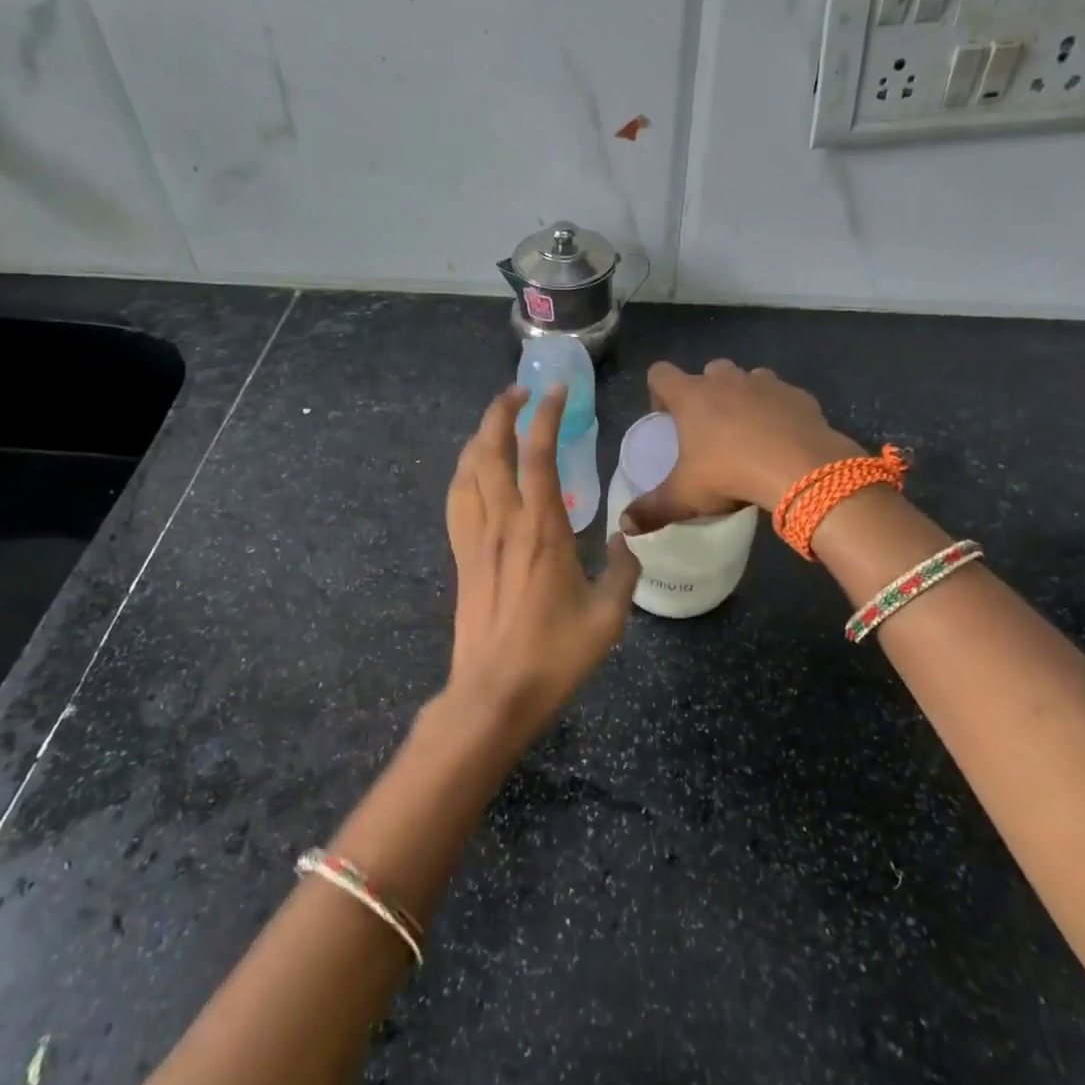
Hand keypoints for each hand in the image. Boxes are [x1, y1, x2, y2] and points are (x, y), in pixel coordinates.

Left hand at [442, 384, 639, 749]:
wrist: (494, 694)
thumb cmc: (555, 656)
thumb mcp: (608, 616)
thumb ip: (622, 570)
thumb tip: (627, 538)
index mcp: (542, 531)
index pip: (538, 456)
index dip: (545, 416)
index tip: (554, 390)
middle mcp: (503, 524)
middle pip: (490, 451)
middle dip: (500, 412)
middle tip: (518, 392)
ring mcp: (475, 539)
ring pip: (467, 471)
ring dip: (480, 437)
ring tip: (496, 422)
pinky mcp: (461, 557)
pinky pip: (457, 500)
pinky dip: (465, 472)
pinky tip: (474, 471)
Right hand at [627, 359, 862, 529]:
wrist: (801, 469)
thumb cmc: (730, 475)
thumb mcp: (684, 498)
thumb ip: (651, 510)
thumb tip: (624, 526)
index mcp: (691, 396)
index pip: (660, 373)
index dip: (657, 392)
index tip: (665, 419)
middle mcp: (726, 380)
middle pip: (707, 372)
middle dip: (705, 393)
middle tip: (708, 429)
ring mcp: (765, 383)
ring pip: (748, 380)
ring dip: (743, 398)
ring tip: (747, 433)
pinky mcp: (798, 395)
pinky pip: (781, 397)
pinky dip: (777, 412)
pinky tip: (781, 440)